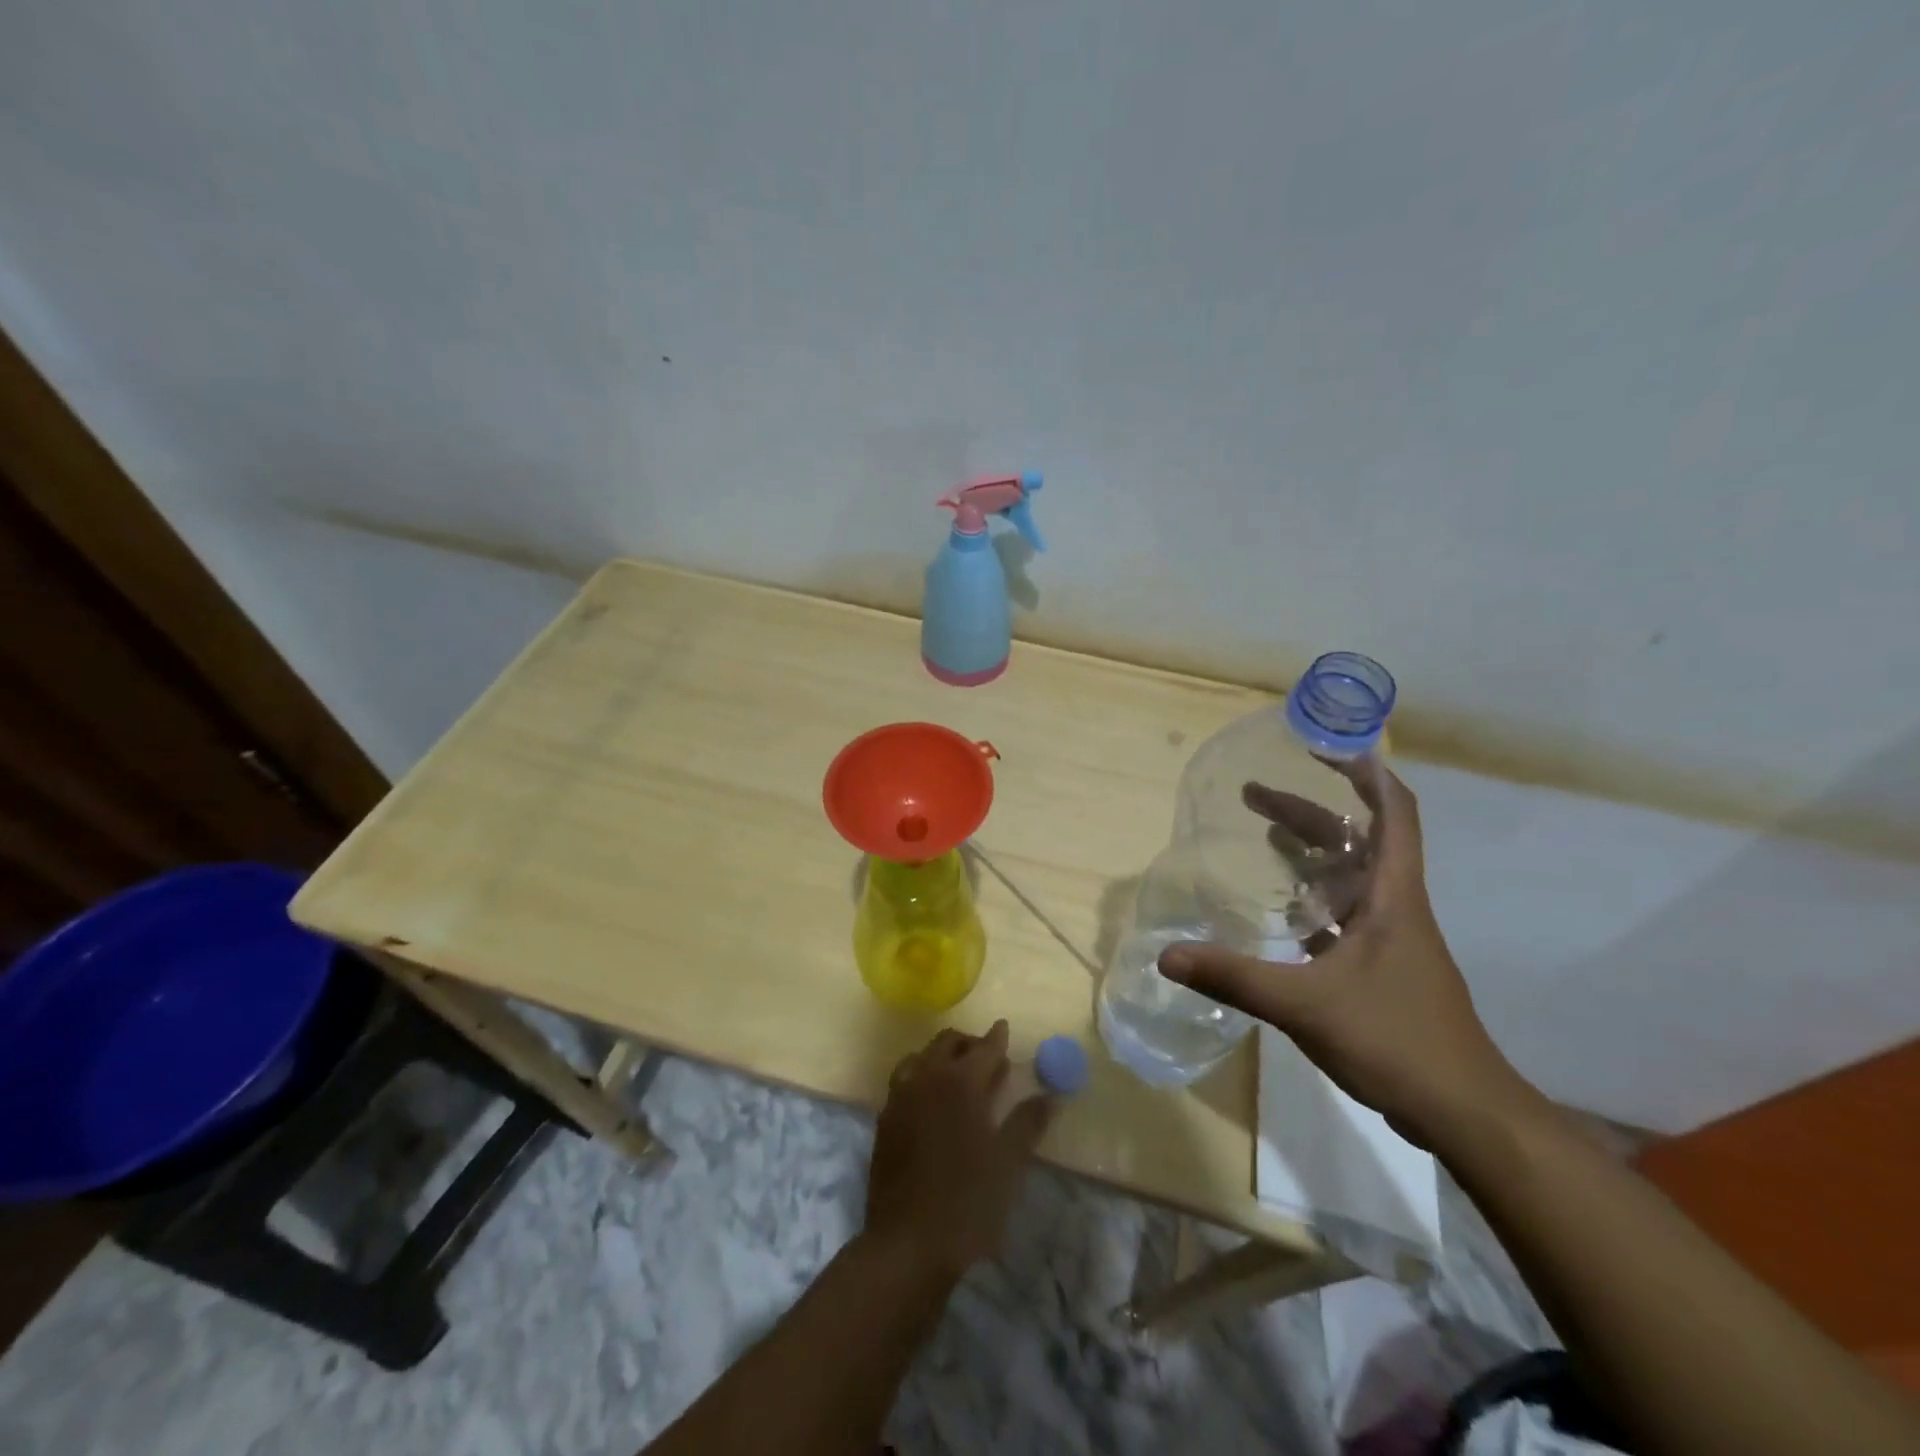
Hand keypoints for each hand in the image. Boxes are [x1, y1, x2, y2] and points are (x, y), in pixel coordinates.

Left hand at [865, 1021, 1052, 1280]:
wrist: (906, 1244)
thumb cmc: (967, 1201)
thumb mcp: (1009, 1163)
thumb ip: (1028, 1122)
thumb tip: (1049, 1096)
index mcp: (960, 1081)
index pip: (984, 1048)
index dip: (997, 1038)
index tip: (1005, 1029)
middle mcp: (927, 1077)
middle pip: (948, 1043)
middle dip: (969, 1042)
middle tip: (987, 1055)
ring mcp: (900, 1096)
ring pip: (921, 1057)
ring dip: (942, 1056)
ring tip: (959, 1074)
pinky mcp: (884, 1119)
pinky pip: (904, 1080)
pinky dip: (921, 1075)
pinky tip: (931, 1099)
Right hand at [1161, 758, 1531, 1146]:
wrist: (1464, 1112)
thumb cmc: (1396, 1041)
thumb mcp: (1305, 1006)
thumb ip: (1234, 977)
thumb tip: (1166, 956)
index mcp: (1392, 897)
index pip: (1395, 814)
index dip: (1366, 775)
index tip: (1323, 749)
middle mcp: (1395, 906)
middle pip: (1355, 839)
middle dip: (1306, 810)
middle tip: (1250, 795)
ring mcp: (1391, 938)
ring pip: (1349, 875)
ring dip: (1309, 850)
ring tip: (1262, 834)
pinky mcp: (1382, 967)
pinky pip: (1343, 913)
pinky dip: (1312, 898)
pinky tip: (1278, 911)